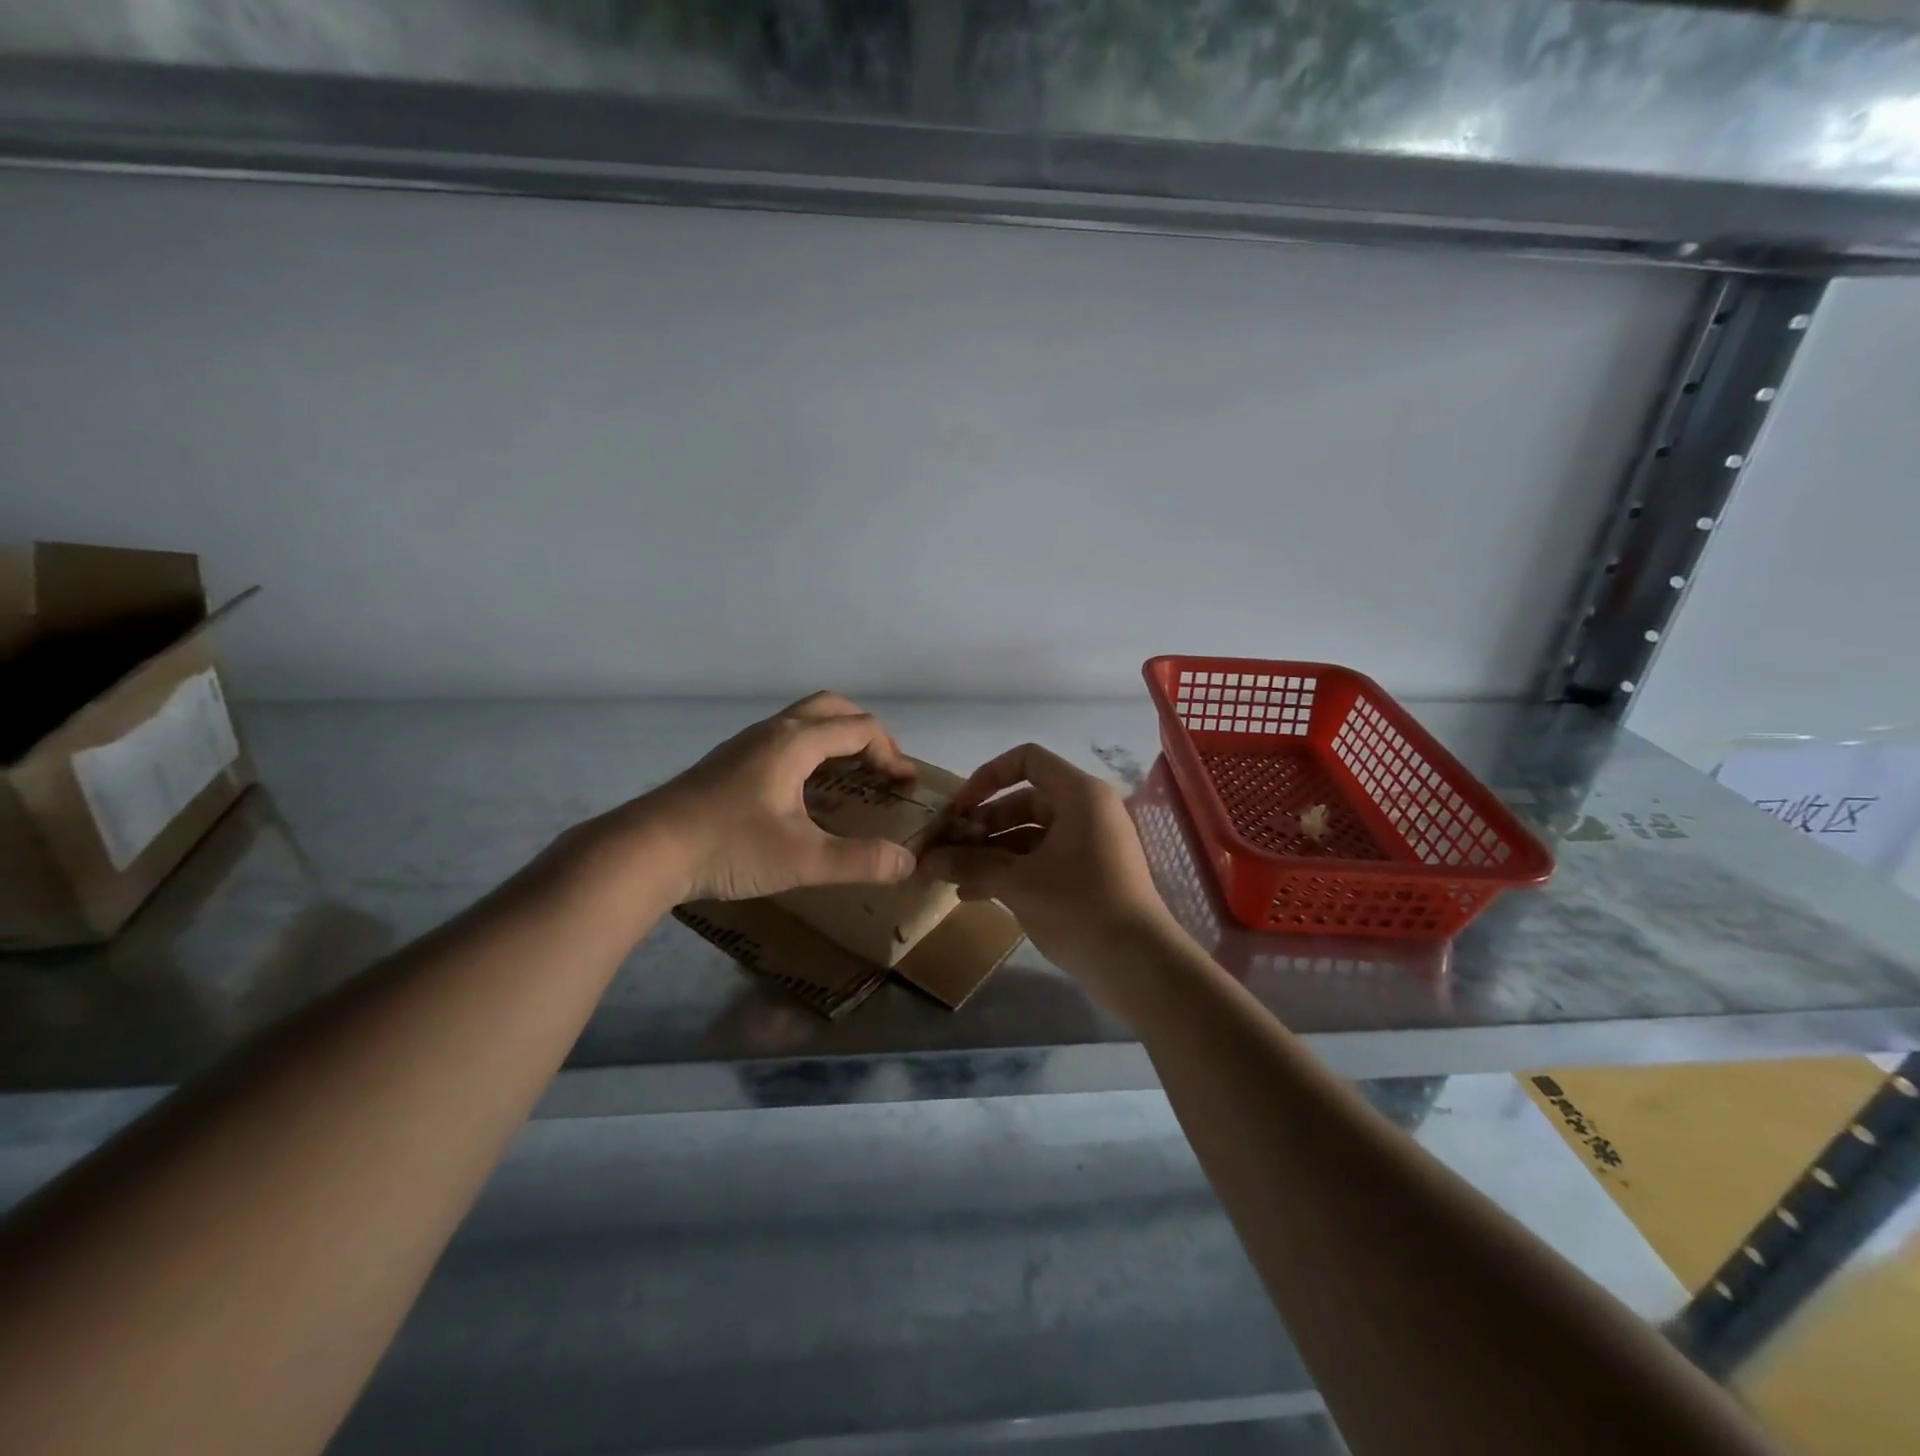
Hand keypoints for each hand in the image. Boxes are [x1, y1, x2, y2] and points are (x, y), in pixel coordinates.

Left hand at [608, 692, 919, 902]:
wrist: (646, 850)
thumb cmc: (728, 846)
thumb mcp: (802, 859)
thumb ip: (859, 861)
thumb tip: (906, 864)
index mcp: (794, 743)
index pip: (859, 729)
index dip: (891, 753)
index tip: (905, 785)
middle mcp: (772, 732)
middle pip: (831, 709)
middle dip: (866, 733)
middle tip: (882, 768)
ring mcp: (746, 744)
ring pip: (803, 722)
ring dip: (836, 739)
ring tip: (851, 778)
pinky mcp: (729, 763)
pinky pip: (784, 740)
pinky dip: (812, 752)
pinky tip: (805, 793)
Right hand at [919, 743, 1179, 1004]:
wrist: (1138, 964)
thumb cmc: (1079, 907)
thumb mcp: (1018, 883)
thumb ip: (970, 865)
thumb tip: (925, 860)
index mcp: (1078, 795)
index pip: (1027, 760)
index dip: (987, 777)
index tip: (959, 809)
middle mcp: (1086, 810)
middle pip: (1024, 800)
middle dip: (983, 824)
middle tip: (949, 849)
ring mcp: (1089, 843)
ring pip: (1030, 834)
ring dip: (991, 851)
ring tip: (953, 876)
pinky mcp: (1088, 873)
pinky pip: (1042, 858)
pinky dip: (1011, 870)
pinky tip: (975, 894)